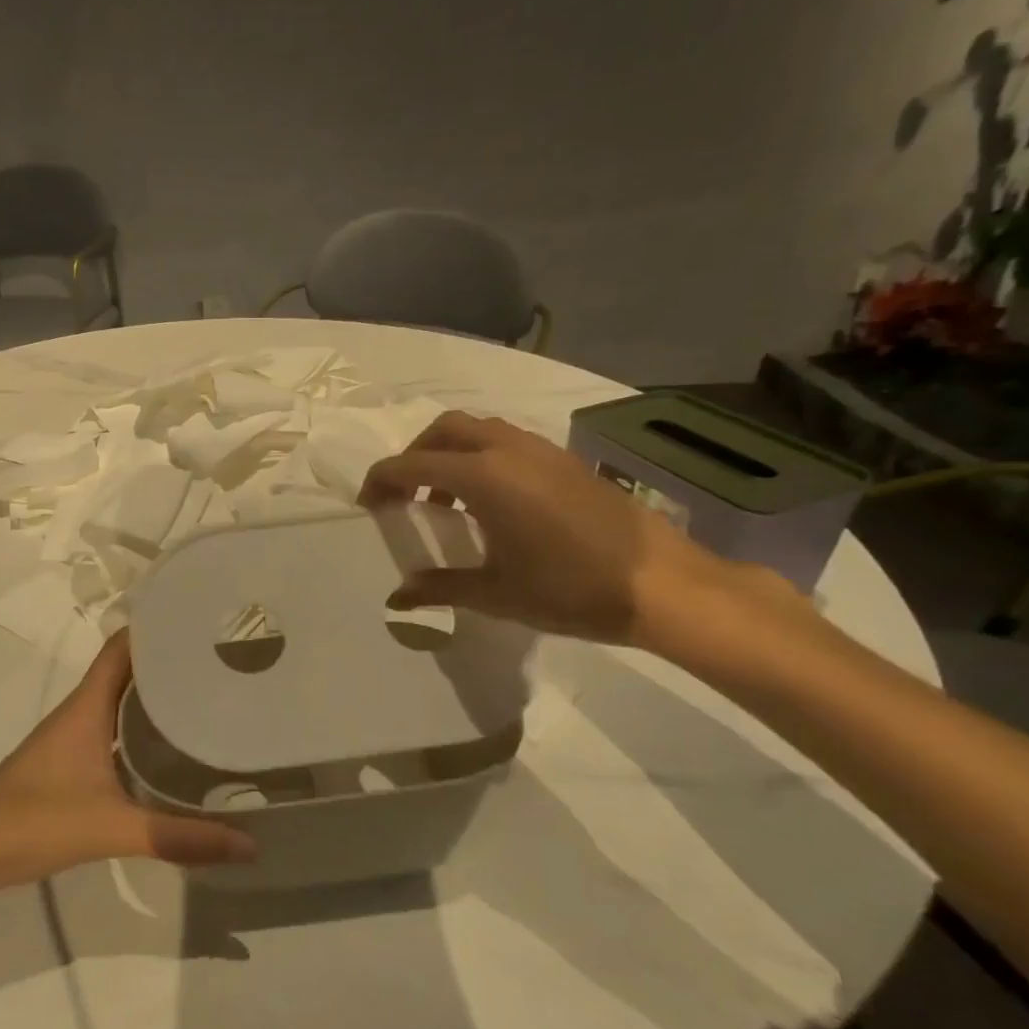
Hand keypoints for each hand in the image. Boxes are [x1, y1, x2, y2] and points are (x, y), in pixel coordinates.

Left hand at [0, 631, 256, 891]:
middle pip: (132, 668)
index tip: (205, 619)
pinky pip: (118, 727)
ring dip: (160, 692)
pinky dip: (145, 725)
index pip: (126, 645)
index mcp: (89, 704)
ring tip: (212, 692)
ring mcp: (78, 735)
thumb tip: (249, 844)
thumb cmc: (34, 821)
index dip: (160, 625)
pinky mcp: (76, 760)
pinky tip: (175, 743)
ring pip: (125, 698)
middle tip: (224, 658)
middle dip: (172, 658)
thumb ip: (177, 837)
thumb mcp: (110, 827)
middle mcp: (84, 709)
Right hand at [360, 411, 746, 645]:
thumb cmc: (570, 589)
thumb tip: (397, 598)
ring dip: (450, 454)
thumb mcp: (496, 593)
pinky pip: (507, 442)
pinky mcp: (564, 460)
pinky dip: (482, 459)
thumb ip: (440, 588)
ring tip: (446, 501)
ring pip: (479, 430)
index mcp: (484, 477)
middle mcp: (508, 450)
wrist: (660, 584)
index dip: (382, 481)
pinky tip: (491, 504)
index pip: (413, 464)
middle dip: (415, 455)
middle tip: (405, 495)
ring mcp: (541, 450)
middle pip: (444, 430)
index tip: (368, 504)